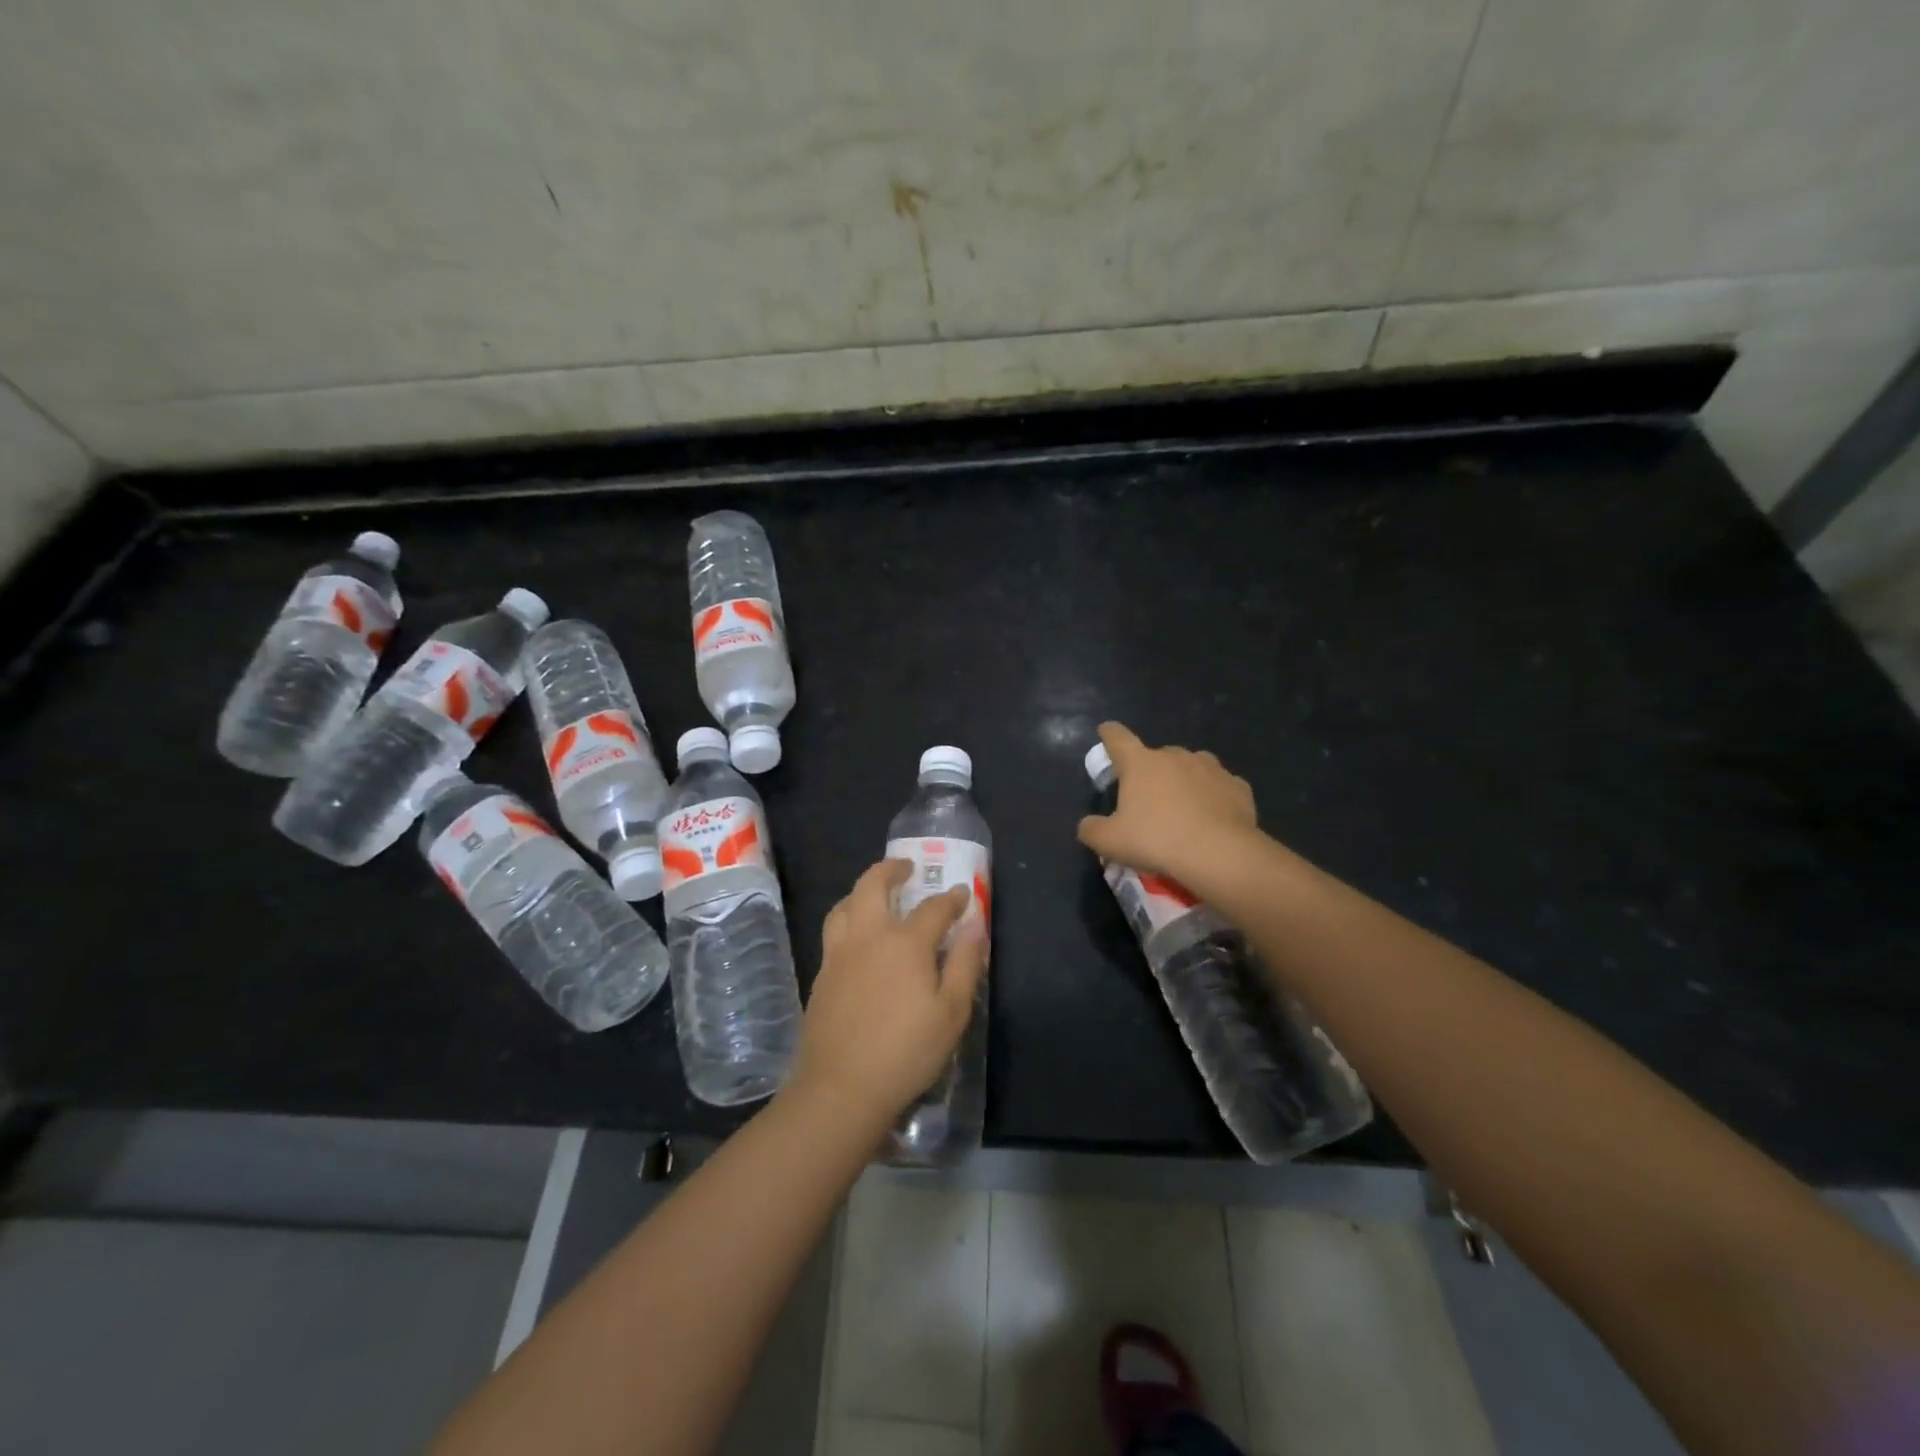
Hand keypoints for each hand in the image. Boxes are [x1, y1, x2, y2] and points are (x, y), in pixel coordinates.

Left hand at [789, 859, 987, 1130]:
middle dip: (890, 869)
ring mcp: (839, 954)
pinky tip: (858, 939)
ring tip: (875, 895)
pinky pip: (834, 932)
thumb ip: (963, 965)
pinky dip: (848, 919)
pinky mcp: (822, 975)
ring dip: (861, 891)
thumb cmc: (906, 1051)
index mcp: (905, 943)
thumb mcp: (951, 1012)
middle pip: (872, 885)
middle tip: (905, 867)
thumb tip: (974, 927)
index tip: (962, 894)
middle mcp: (868, 937)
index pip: (933, 908)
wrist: (842, 1088)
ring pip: (844, 905)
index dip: (951, 899)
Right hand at [1077, 721, 1261, 889]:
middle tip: (1147, 800)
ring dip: (1183, 780)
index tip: (1105, 733)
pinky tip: (1212, 817)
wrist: (1220, 854)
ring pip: (1191, 767)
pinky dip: (1213, 797)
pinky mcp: (1237, 786)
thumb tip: (1088, 825)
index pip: (1117, 737)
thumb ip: (1092, 829)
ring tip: (1182, 807)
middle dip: (1150, 772)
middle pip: (1156, 756)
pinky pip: (1219, 787)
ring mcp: (1210, 768)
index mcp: (1140, 763)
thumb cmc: (1156, 841)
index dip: (1108, 734)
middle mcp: (1175, 756)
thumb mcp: (1110, 842)